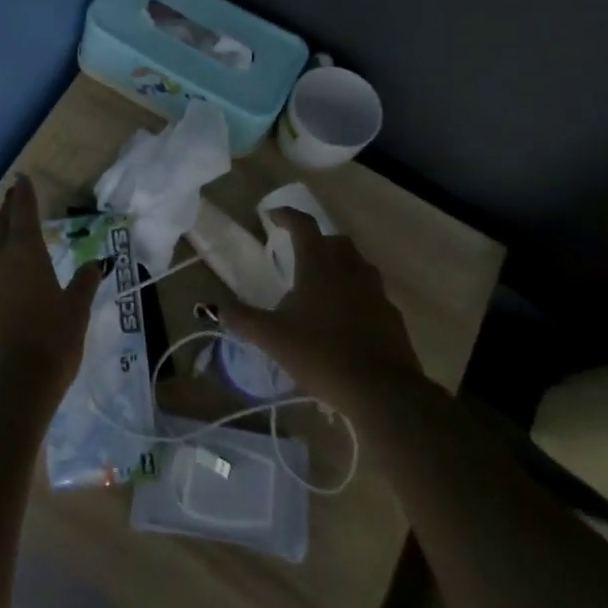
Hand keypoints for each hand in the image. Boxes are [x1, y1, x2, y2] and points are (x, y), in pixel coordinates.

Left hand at [0, 175, 106, 400]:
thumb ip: (84, 283)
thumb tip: (94, 264)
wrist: (10, 387)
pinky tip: (2, 271)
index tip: (22, 177)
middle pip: (1, 225)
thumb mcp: (76, 311)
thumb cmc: (51, 342)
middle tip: (14, 197)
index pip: (23, 212)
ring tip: (8, 230)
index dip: (24, 194)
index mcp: (24, 252)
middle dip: (9, 209)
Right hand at [220, 208, 420, 411]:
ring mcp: (375, 292)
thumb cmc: (321, 354)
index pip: (303, 225)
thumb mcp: (272, 338)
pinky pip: (371, 294)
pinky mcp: (391, 317)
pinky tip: (345, 319)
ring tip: (321, 286)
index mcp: (319, 265)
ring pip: (357, 265)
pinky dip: (356, 296)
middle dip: (316, 241)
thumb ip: (243, 320)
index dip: (286, 215)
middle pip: (335, 240)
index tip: (271, 216)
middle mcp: (350, 269)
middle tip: (299, 255)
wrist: (382, 391)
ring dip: (340, 266)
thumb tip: (216, 308)